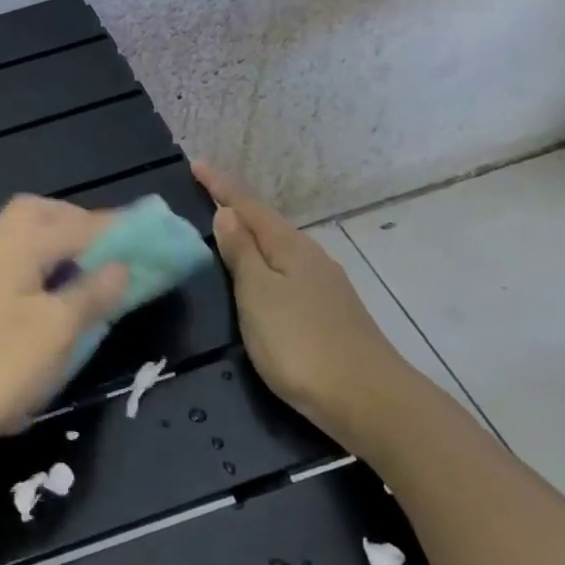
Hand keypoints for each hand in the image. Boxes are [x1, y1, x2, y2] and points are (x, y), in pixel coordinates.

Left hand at [0, 196, 127, 452]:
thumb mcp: (59, 330)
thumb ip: (94, 292)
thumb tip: (121, 266)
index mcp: (20, 238)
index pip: (83, 222)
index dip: (123, 230)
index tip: (159, 236)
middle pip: (45, 216)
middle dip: (83, 227)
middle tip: (116, 253)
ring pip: (26, 240)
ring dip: (60, 248)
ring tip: (91, 275)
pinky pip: (14, 266)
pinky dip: (40, 270)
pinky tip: (51, 298)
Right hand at [193, 161, 424, 453]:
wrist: (368, 400)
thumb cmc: (301, 343)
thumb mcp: (259, 295)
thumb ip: (241, 254)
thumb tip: (227, 213)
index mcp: (290, 247)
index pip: (248, 206)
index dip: (221, 186)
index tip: (196, 164)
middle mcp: (310, 258)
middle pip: (267, 223)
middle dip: (236, 207)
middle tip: (206, 195)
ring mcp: (324, 286)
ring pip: (279, 248)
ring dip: (251, 236)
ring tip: (226, 232)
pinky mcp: (329, 312)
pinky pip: (287, 271)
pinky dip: (265, 263)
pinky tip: (260, 276)